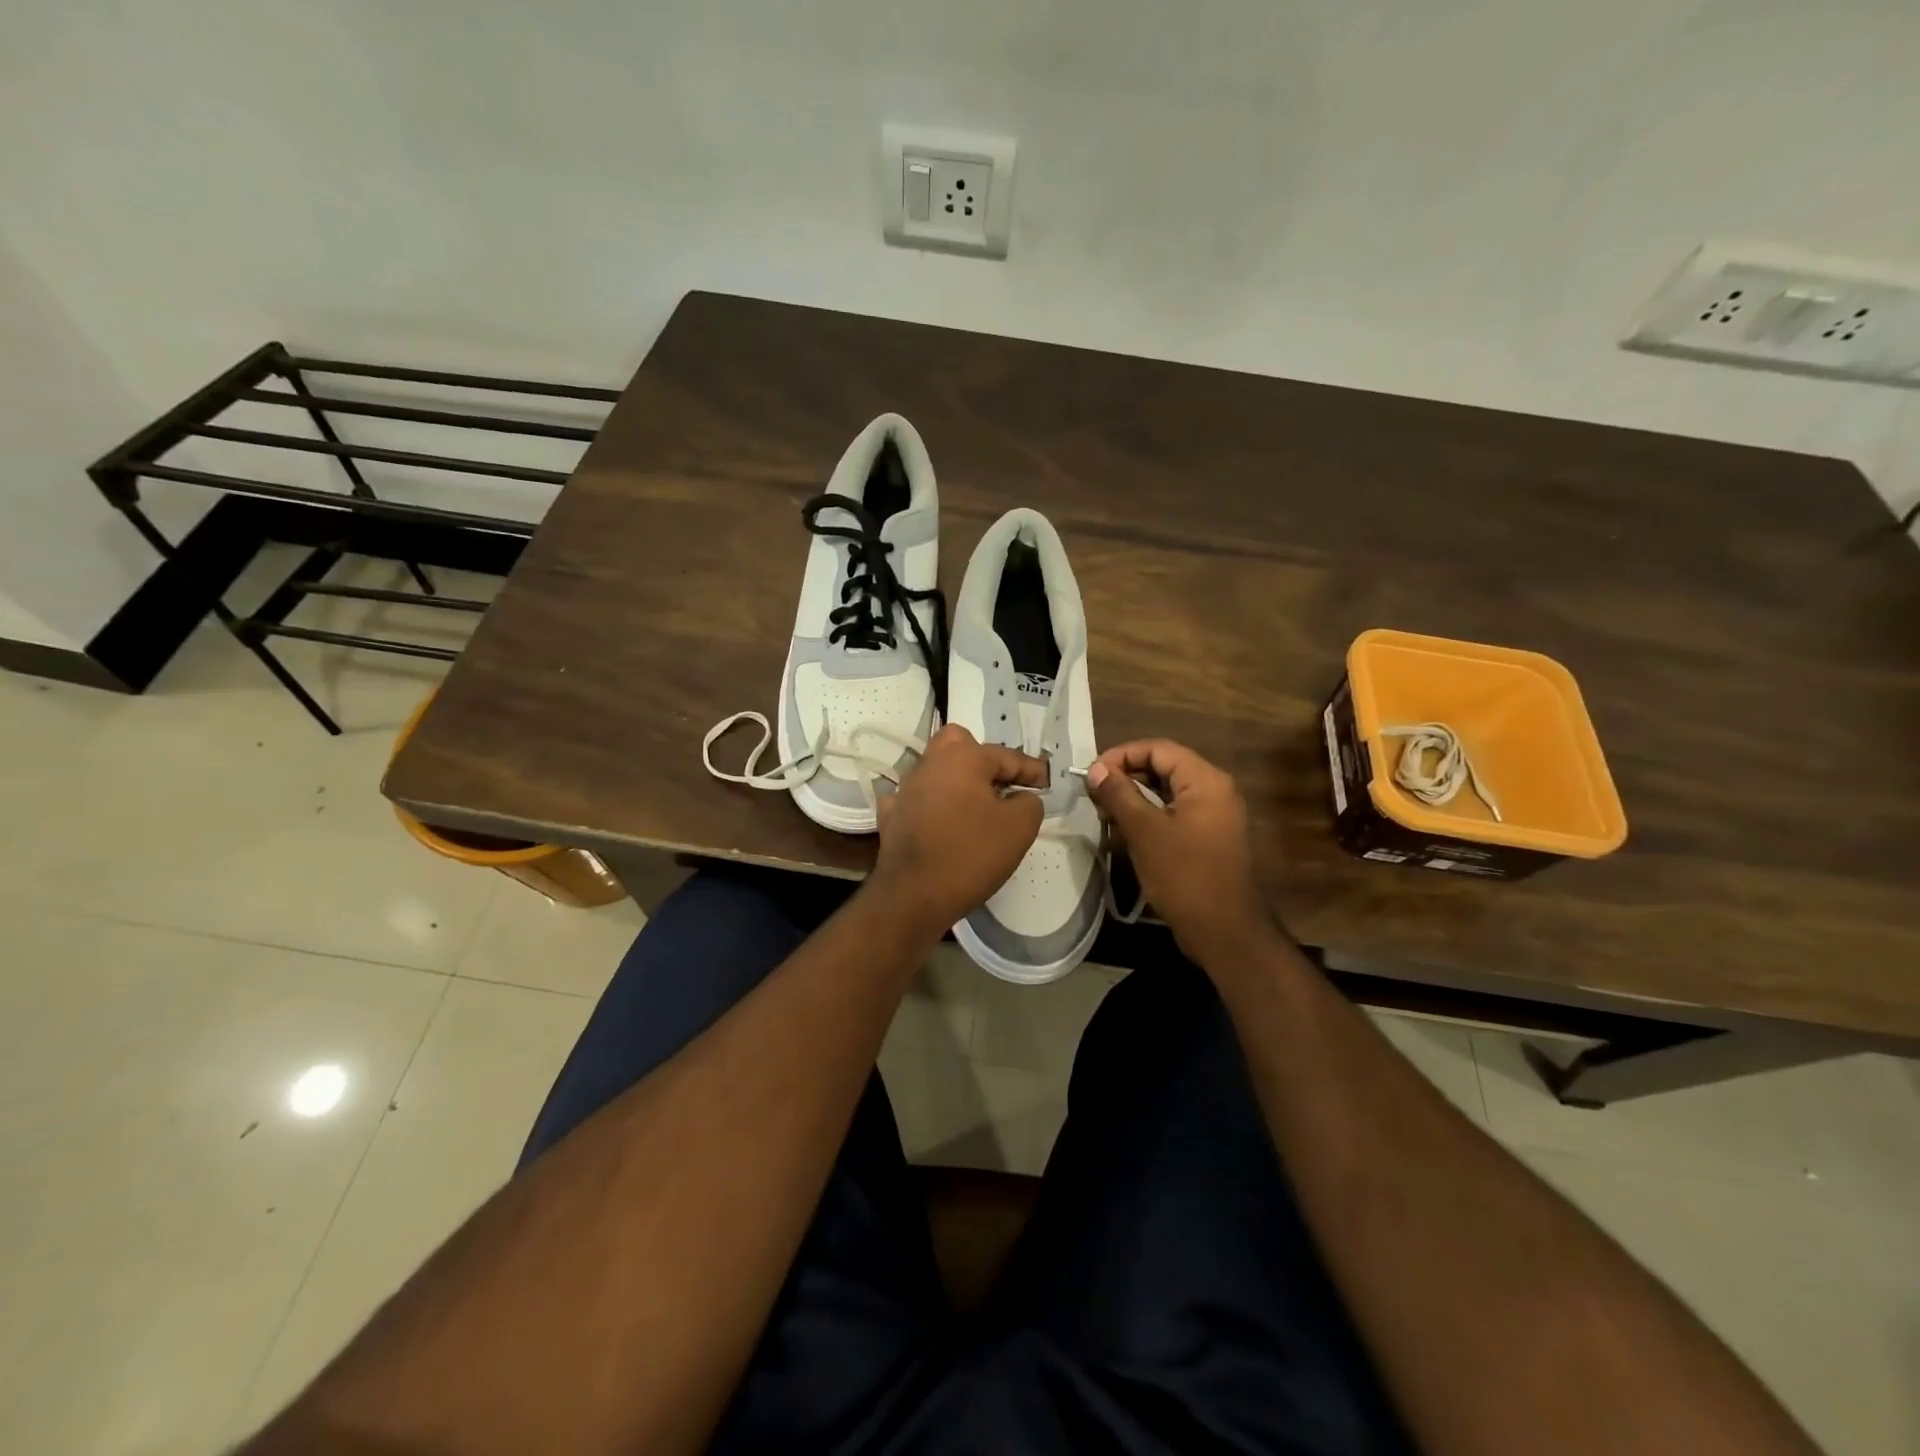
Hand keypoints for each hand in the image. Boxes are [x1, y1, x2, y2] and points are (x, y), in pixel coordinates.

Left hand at [869, 724, 1047, 936]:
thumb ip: (1029, 803)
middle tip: (1000, 784)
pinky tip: (939, 819)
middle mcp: (930, 764)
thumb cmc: (971, 853)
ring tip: (976, 806)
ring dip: (956, 781)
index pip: (1005, 755)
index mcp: (962, 758)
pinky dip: (930, 804)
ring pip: (935, 770)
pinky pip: (916, 799)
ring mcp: (905, 789)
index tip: (1046, 782)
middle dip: (982, 757)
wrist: (914, 894)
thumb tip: (1021, 797)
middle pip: (958, 744)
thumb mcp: (1020, 828)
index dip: (1030, 769)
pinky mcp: (891, 815)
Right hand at [1085, 739, 1272, 965]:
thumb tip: (1096, 769)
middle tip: (1095, 793)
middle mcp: (1214, 789)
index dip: (1121, 755)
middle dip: (1126, 775)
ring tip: (1105, 810)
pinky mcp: (1209, 835)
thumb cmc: (1183, 875)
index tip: (1092, 775)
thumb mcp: (1144, 831)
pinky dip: (1150, 812)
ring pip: (1168, 789)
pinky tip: (1126, 828)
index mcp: (1205, 780)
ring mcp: (1214, 813)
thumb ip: (1119, 794)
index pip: (1157, 748)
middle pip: (1164, 766)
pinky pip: (1175, 810)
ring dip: (1135, 795)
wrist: (1223, 930)